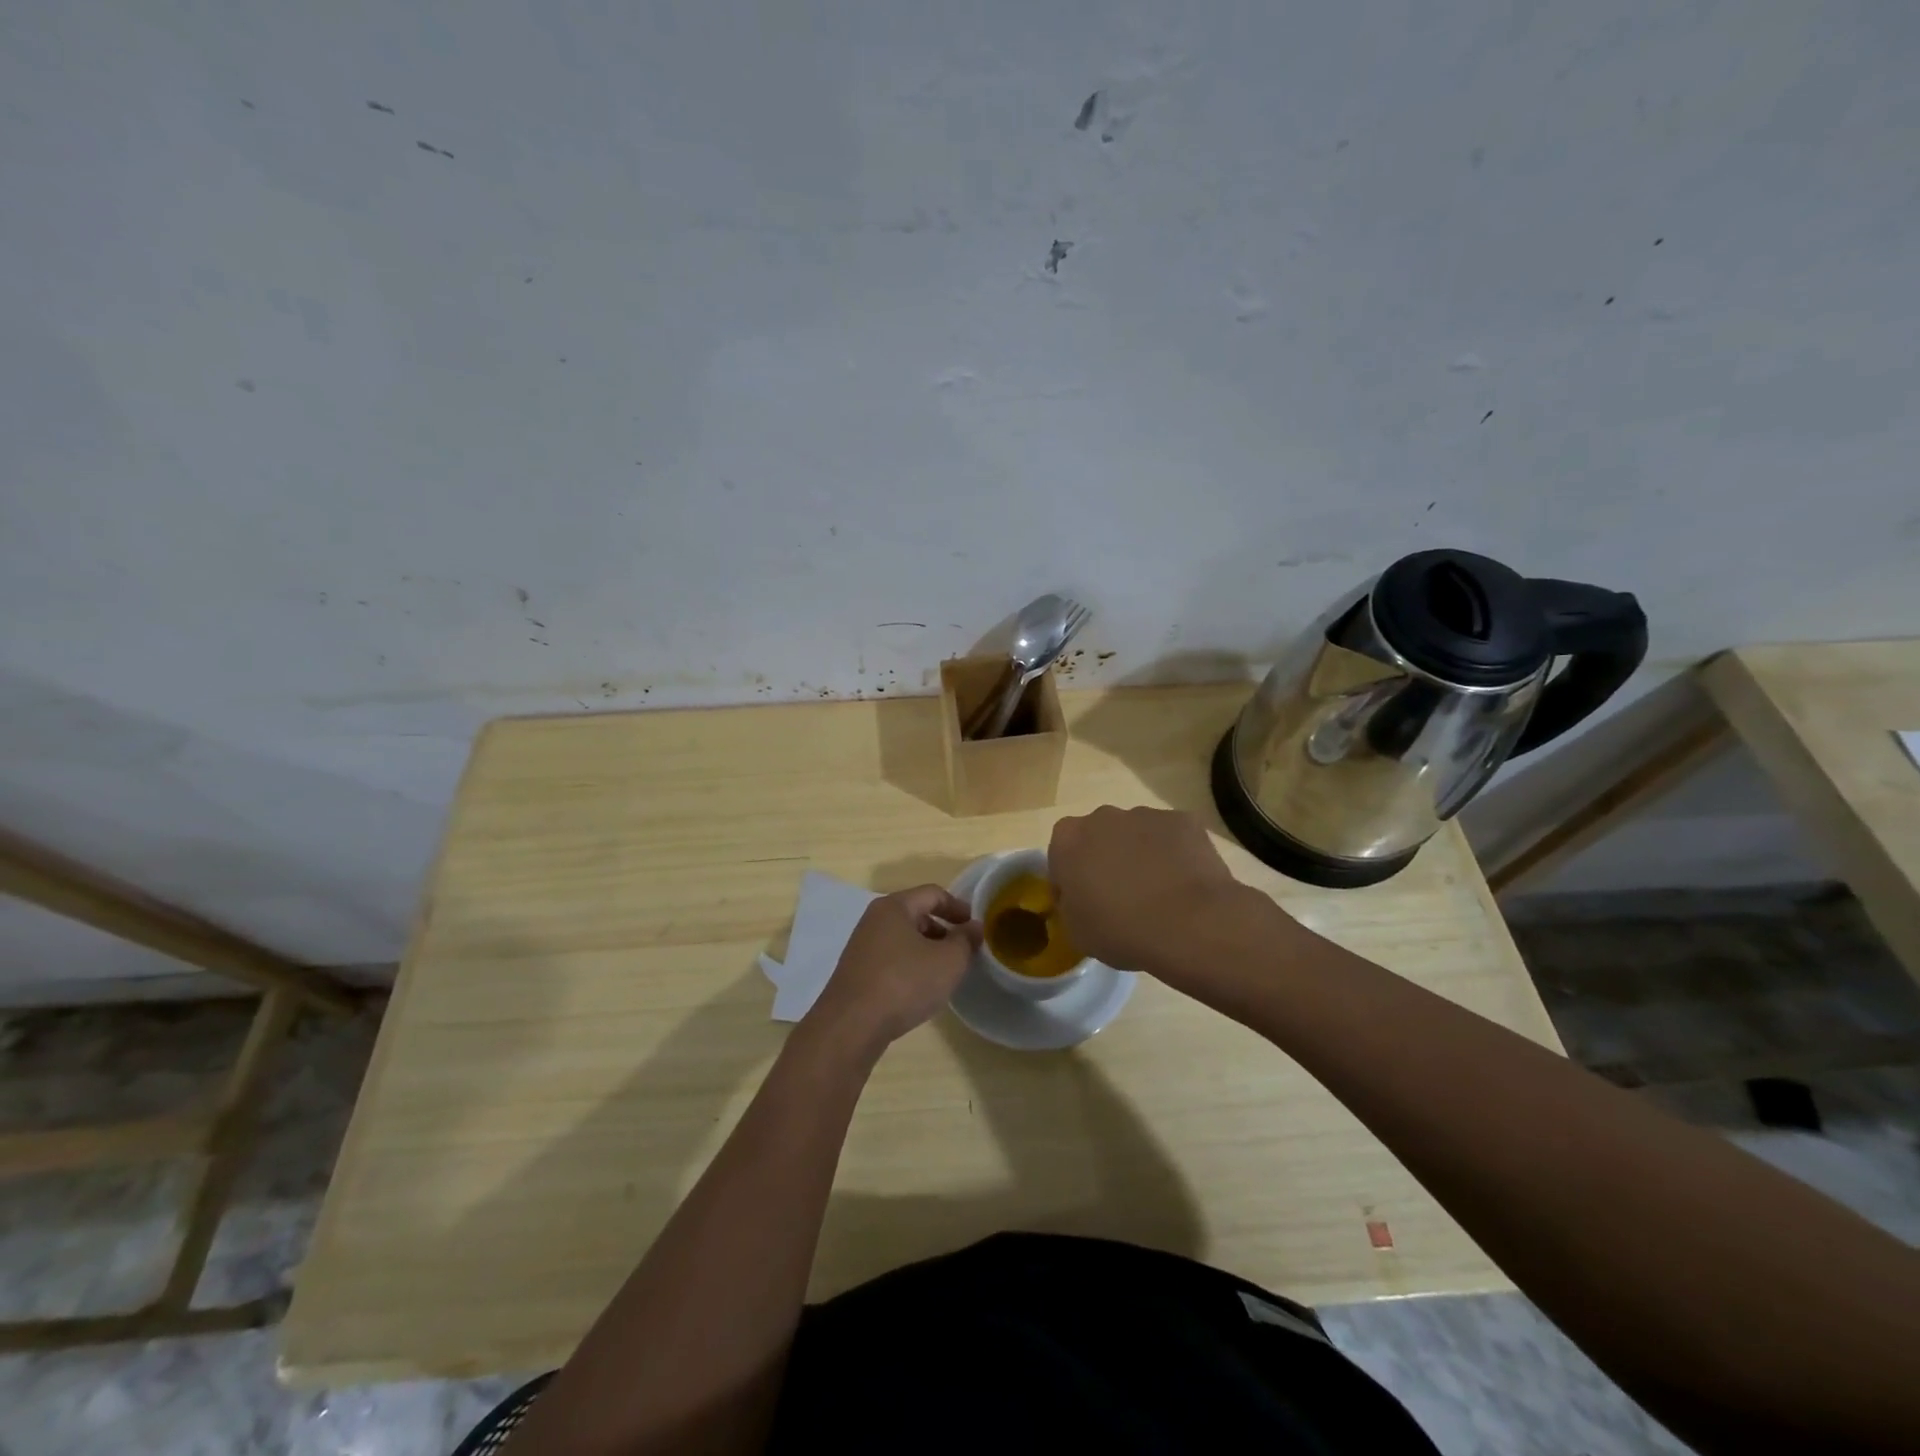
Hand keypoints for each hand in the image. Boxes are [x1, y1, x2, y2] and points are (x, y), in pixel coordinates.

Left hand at [801, 886, 980, 1058]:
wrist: (851, 1025)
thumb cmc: (904, 983)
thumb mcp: (948, 961)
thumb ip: (965, 940)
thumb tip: (973, 927)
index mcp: (894, 906)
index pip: (933, 894)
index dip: (958, 907)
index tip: (976, 927)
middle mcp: (874, 919)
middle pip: (916, 914)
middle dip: (943, 930)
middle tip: (962, 951)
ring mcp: (862, 946)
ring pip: (903, 938)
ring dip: (927, 949)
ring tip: (944, 973)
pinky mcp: (856, 971)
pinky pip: (891, 958)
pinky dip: (910, 965)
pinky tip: (919, 989)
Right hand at [1048, 806, 1273, 982]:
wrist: (1191, 924)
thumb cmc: (1122, 930)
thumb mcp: (1076, 931)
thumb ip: (1069, 904)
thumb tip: (1079, 898)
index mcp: (1067, 839)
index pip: (1060, 855)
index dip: (1070, 880)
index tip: (1084, 904)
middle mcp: (1102, 816)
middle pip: (1099, 837)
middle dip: (1106, 860)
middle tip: (1121, 897)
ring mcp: (1146, 814)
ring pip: (1136, 834)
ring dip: (1140, 855)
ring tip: (1159, 893)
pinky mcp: (1183, 820)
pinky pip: (1172, 837)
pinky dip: (1174, 854)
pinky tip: (1184, 884)